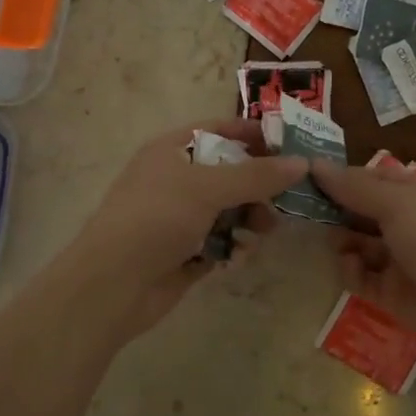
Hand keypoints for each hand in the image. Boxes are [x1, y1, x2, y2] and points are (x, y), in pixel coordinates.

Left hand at [57, 119, 306, 341]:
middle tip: (287, 199)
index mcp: (173, 149)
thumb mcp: (207, 187)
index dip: (254, 136)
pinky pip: (222, 241)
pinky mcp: (187, 251)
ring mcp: (181, 217)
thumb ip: (256, 175)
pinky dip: (234, 247)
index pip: (220, 130)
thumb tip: (302, 163)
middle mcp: (177, 179)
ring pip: (231, 210)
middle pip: (231, 173)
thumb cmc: (156, 218)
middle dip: (260, 187)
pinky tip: (238, 258)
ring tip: (263, 233)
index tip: (291, 148)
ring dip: (251, 220)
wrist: (113, 284)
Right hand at [310, 160, 415, 361]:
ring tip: (330, 240)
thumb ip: (355, 187)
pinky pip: (363, 277)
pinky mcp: (394, 293)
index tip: (309, 176)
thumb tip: (315, 164)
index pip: (376, 178)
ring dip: (342, 239)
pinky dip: (352, 270)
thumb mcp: (399, 204)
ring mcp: (404, 260)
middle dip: (338, 209)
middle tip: (305, 208)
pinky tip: (349, 267)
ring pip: (361, 243)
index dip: (345, 176)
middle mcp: (414, 223)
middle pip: (366, 211)